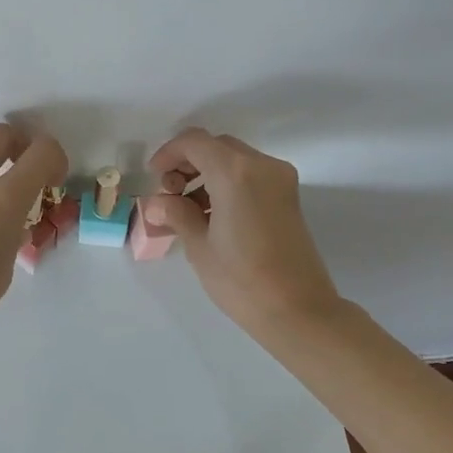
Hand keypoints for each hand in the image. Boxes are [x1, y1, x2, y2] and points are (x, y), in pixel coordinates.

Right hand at [142, 129, 342, 337]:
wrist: (298, 310)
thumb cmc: (241, 279)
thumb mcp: (199, 245)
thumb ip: (176, 213)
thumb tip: (158, 203)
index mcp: (235, 171)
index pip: (194, 142)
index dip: (168, 154)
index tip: (154, 179)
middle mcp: (262, 165)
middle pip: (216, 146)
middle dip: (188, 163)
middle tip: (169, 194)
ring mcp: (280, 179)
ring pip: (234, 159)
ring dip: (207, 173)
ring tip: (188, 209)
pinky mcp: (288, 196)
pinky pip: (251, 175)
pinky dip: (228, 183)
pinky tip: (213, 214)